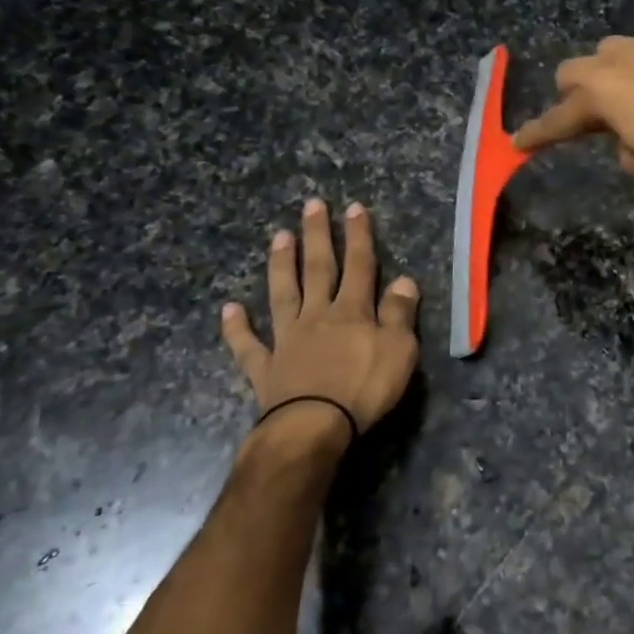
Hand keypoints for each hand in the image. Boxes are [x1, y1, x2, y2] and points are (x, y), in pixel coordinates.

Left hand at [221, 199, 420, 448]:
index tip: (353, 208)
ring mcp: (287, 340)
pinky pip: (248, 345)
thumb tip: (404, 279)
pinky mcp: (265, 368)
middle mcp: (317, 316)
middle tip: (311, 205)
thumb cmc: (364, 388)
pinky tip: (229, 309)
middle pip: (317, 269)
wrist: (314, 427)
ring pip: (283, 295)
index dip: (358, 236)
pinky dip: (237, 327)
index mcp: (352, 311)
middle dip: (317, 236)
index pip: (359, 265)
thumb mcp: (399, 349)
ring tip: (279, 237)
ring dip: (281, 265)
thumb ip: (400, 313)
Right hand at [511, 33, 633, 181]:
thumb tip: (625, 135)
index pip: (559, 118)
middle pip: (575, 70)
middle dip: (575, 93)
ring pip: (616, 51)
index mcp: (603, 94)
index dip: (538, 134)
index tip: (520, 142)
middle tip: (593, 117)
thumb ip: (621, 145)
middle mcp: (621, 60)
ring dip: (614, 74)